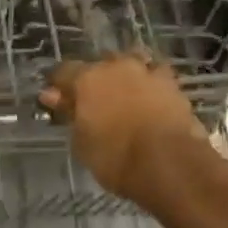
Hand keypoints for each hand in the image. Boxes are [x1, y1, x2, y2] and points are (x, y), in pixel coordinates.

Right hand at [39, 55, 213, 206]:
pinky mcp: (174, 86)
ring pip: (132, 64)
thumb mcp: (81, 142)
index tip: (56, 98)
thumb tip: (52, 95)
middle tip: (94, 102)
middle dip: (96, 79)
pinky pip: (157, 78)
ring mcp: (148, 73)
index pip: (64, 72)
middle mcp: (117, 67)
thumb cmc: (115, 158)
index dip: (59, 85)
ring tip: (125, 97)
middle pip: (101, 64)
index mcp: (88, 78)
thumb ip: (69, 113)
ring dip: (126, 77)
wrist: (170, 164)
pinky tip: (150, 101)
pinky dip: (151, 87)